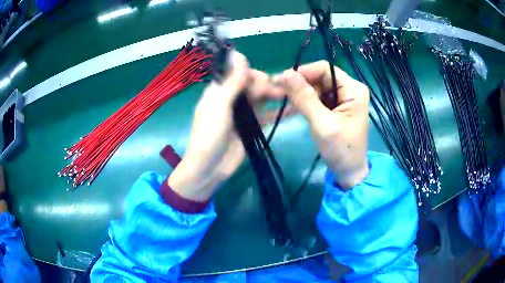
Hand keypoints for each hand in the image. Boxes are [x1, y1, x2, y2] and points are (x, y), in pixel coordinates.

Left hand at [168, 51, 280, 200]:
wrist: (209, 168)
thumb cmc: (209, 135)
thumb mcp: (219, 106)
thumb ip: (231, 82)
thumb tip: (238, 53)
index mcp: (219, 91)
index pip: (238, 73)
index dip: (252, 74)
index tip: (263, 81)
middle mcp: (231, 98)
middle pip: (251, 84)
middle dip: (265, 85)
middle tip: (277, 93)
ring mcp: (243, 113)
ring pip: (261, 98)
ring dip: (274, 95)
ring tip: (288, 96)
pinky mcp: (252, 126)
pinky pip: (266, 114)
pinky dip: (278, 112)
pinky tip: (292, 109)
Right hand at [272, 61, 369, 188]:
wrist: (349, 172)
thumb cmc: (341, 150)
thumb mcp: (322, 124)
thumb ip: (305, 98)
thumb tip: (284, 73)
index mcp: (353, 89)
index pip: (324, 69)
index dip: (303, 72)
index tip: (282, 81)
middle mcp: (349, 89)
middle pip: (320, 77)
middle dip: (300, 85)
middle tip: (279, 94)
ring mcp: (343, 98)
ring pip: (316, 87)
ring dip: (300, 95)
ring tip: (283, 103)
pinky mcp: (336, 107)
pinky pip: (317, 98)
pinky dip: (304, 103)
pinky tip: (291, 109)